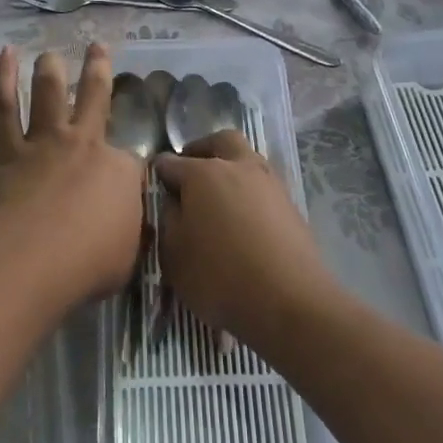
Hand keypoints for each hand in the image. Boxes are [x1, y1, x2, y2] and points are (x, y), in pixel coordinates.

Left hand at [0, 44, 145, 301]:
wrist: (33, 258)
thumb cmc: (88, 263)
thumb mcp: (129, 255)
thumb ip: (130, 233)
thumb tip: (129, 227)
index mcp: (120, 170)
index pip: (131, 162)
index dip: (129, 171)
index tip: (127, 183)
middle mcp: (85, 144)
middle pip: (95, 98)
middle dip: (98, 69)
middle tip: (97, 46)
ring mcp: (44, 141)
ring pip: (49, 92)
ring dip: (50, 69)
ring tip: (49, 53)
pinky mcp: (7, 149)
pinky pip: (4, 105)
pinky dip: (3, 77)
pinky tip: (5, 55)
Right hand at [153, 130, 338, 341]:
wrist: (290, 301)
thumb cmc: (220, 278)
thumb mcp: (173, 255)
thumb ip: (168, 220)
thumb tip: (173, 201)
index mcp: (203, 173)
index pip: (169, 163)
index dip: (158, 174)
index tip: (153, 188)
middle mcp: (238, 166)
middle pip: (219, 142)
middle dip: (201, 151)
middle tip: (190, 175)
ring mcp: (269, 182)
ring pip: (246, 159)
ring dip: (230, 169)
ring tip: (218, 202)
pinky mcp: (290, 204)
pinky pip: (262, 186)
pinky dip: (249, 193)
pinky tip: (243, 221)